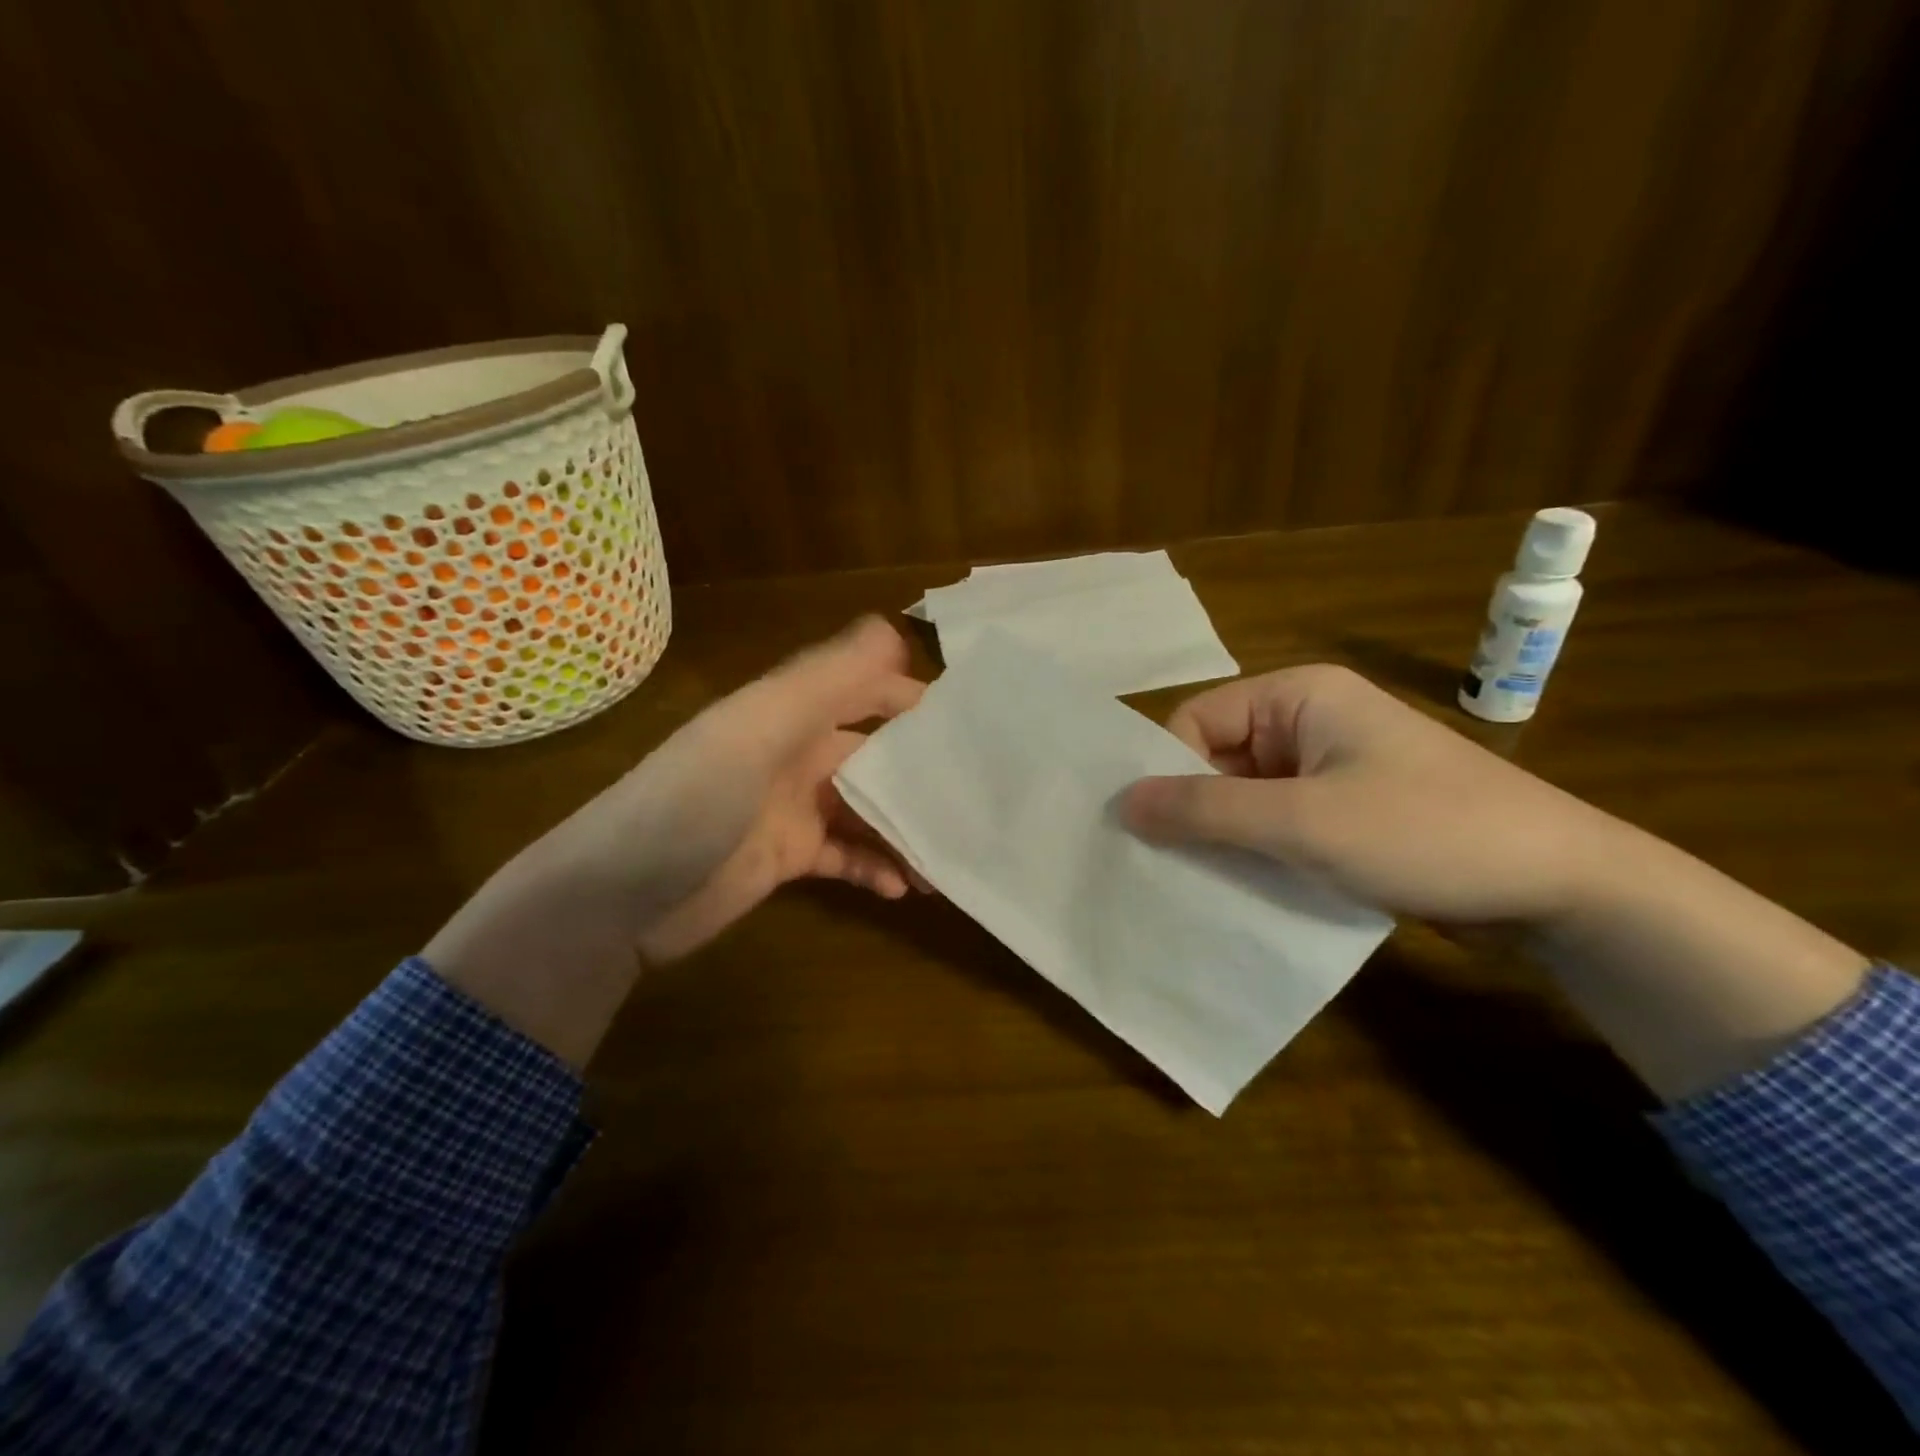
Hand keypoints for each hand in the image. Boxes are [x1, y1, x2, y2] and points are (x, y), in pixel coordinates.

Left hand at [425, 617, 923, 1063]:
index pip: (862, 688)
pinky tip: (906, 887)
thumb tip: (894, 628)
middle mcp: (793, 752)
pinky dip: (875, 867)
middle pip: (873, 752)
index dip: (911, 697)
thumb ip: (827, 679)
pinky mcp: (787, 858)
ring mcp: (791, 808)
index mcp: (787, 712)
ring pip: (866, 808)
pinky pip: (846, 856)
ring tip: (952, 848)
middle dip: (920, 769)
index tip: (970, 721)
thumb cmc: (691, 802)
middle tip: (977, 792)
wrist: (617, 898)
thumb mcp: (758, 730)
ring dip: (905, 825)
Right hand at [1123, 664, 1867, 1099]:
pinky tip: (1249, 890)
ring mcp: (1332, 767)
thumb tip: (1122, 803)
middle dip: (1195, 811)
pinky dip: (1260, 852)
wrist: (1565, 887)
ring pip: (1247, 796)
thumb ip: (1207, 811)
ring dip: (1227, 838)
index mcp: (1298, 696)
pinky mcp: (1349, 810)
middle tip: (1169, 867)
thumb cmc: (1426, 833)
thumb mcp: (1304, 822)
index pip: (1196, 721)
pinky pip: (1281, 822)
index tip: (1155, 832)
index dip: (1169, 772)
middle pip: (1218, 759)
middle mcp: (1310, 721)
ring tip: (1205, 885)